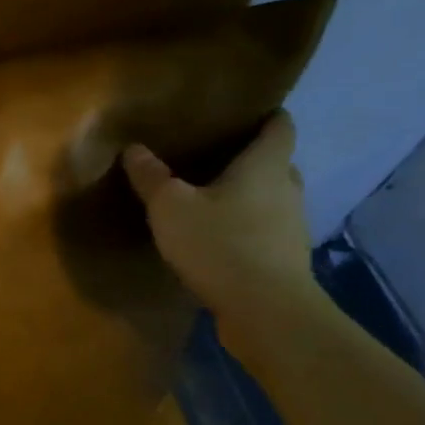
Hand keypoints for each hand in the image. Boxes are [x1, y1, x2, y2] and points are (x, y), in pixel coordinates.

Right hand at [121, 111, 322, 360]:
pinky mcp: (284, 260)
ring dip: (247, 198)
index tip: (241, 113)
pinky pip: (264, 232)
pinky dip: (245, 229)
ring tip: (209, 200)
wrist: (264, 311)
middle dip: (249, 159)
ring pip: (270, 199)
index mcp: (266, 165)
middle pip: (275, 163)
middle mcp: (287, 189)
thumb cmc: (220, 244)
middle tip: (213, 158)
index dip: (265, 115)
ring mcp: (291, 227)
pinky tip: (216, 240)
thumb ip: (151, 177)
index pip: (280, 125)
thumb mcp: (170, 207)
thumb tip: (134, 148)